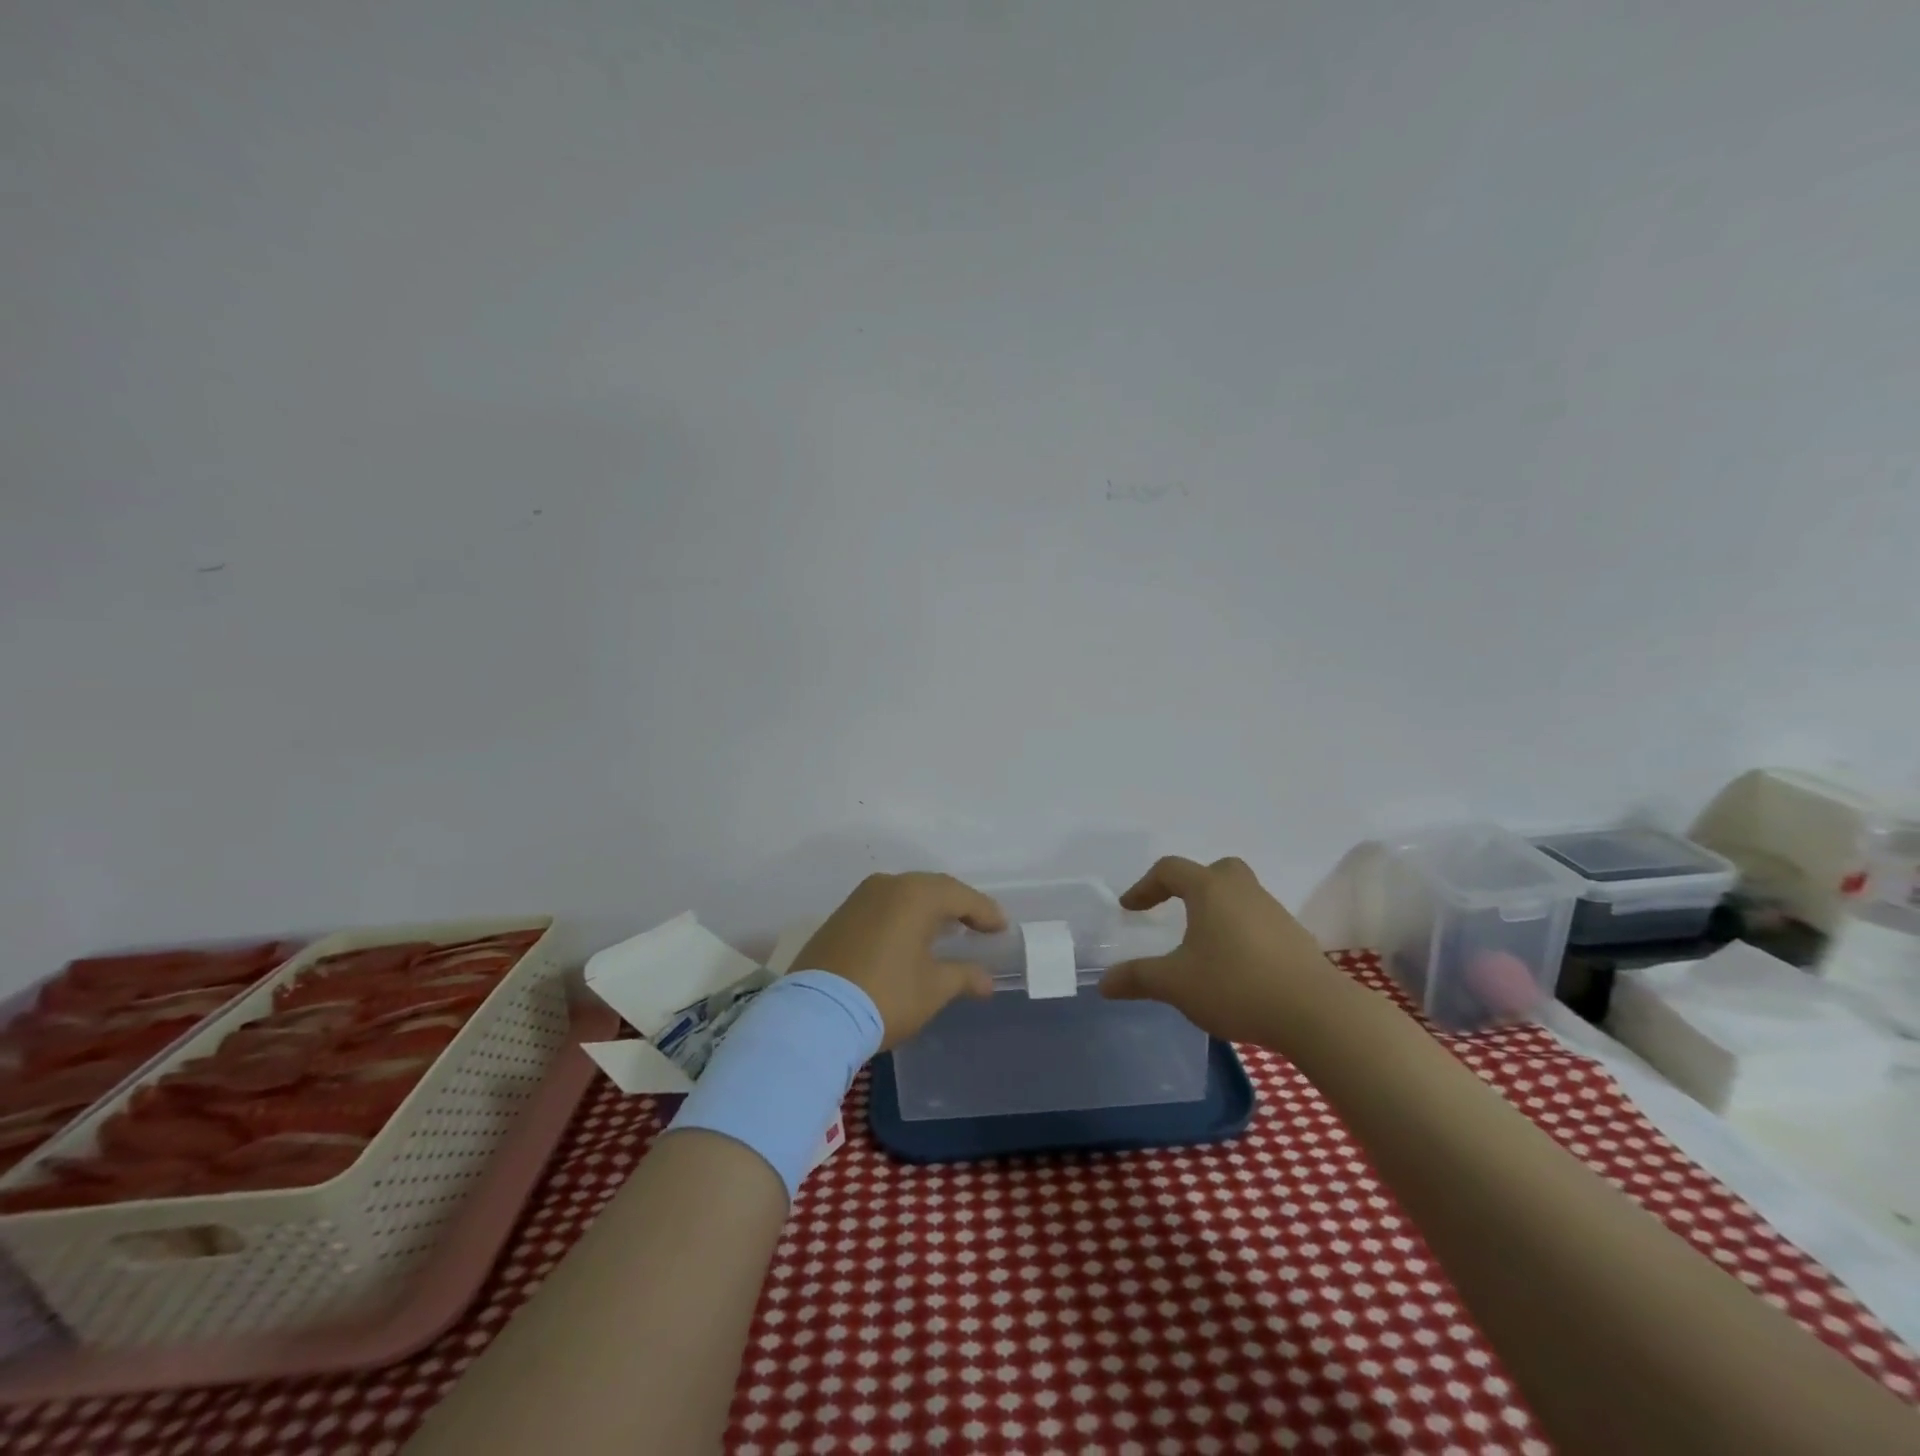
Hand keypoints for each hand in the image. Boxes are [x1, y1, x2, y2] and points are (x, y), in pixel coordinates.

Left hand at [794, 872, 1006, 1049]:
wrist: (814, 1015)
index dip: (984, 912)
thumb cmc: (885, 995)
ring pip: (905, 895)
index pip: (960, 896)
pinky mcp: (840, 916)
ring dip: (928, 909)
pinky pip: (883, 906)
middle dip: (958, 905)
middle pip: (932, 888)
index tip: (1001, 927)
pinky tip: (909, 936)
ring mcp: (859, 898)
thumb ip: (963, 977)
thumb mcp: (932, 989)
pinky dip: (902, 916)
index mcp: (915, 895)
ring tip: (946, 929)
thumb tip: (986, 979)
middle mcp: (887, 886)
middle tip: (978, 925)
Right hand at [1098, 856, 1342, 1044]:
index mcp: (1210, 890)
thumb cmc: (1236, 986)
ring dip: (1217, 909)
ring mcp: (1274, 912)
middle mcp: (1243, 890)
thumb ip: (1138, 978)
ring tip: (1202, 942)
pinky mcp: (1295, 937)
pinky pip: (1258, 920)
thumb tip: (1104, 984)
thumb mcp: (1176, 984)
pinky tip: (1234, 964)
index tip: (1130, 909)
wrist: (1317, 1013)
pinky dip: (1240, 930)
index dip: (1145, 886)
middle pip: (1214, 870)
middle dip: (1190, 885)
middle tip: (1175, 909)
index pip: (1170, 870)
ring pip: (1240, 894)